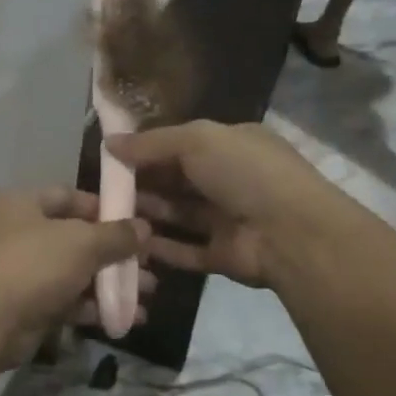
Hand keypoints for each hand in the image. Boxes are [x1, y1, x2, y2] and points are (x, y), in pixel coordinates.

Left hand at [0, 188, 149, 369]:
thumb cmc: (33, 264)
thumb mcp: (81, 242)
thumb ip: (116, 235)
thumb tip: (144, 228)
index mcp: (19, 203)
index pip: (68, 196)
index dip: (104, 208)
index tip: (136, 223)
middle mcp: (16, 232)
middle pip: (74, 237)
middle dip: (114, 252)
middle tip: (149, 263)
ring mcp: (19, 271)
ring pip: (73, 271)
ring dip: (110, 282)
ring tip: (148, 292)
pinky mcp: (25, 306)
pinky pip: (66, 300)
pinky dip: (95, 307)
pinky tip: (129, 316)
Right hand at [108, 120, 354, 287]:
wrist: (292, 233)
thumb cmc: (245, 172)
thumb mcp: (197, 140)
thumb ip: (151, 142)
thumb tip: (109, 143)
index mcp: (233, 145)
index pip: (183, 144)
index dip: (148, 149)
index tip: (112, 156)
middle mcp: (231, 180)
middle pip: (178, 181)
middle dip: (143, 183)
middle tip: (103, 188)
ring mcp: (229, 220)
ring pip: (179, 215)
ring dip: (148, 213)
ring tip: (109, 215)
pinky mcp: (225, 256)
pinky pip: (187, 250)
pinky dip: (161, 248)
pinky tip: (131, 244)